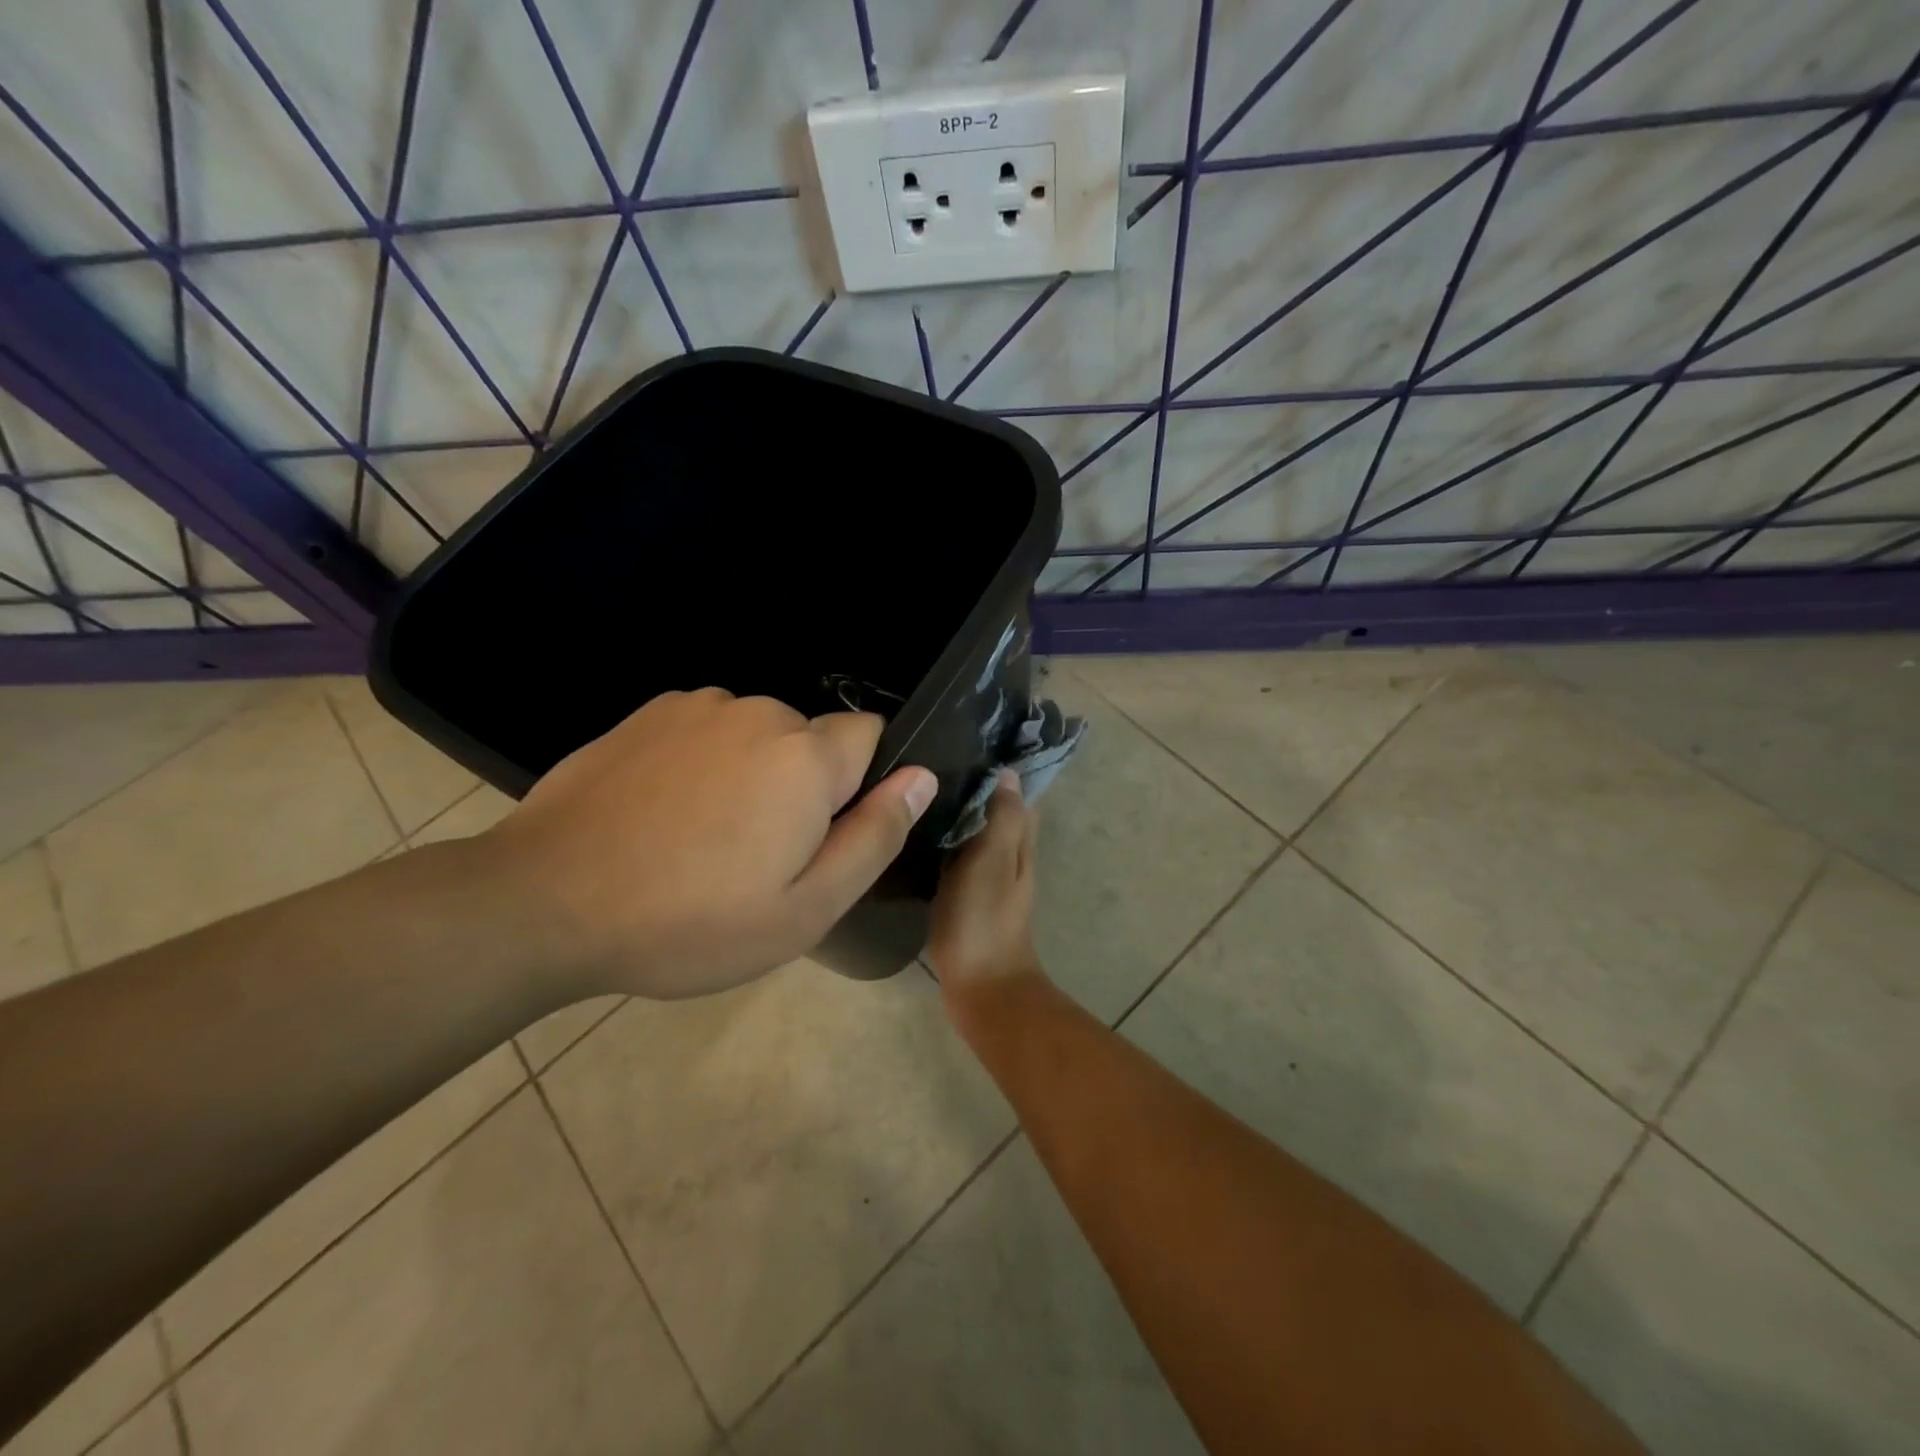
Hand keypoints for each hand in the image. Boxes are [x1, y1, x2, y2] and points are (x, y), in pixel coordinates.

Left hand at [483, 688, 936, 999]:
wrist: (544, 902)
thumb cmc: (690, 921)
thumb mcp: (806, 908)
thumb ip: (875, 836)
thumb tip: (923, 777)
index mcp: (806, 757)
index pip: (872, 735)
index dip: (860, 784)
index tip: (823, 833)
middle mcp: (758, 713)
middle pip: (811, 739)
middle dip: (803, 784)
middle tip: (759, 854)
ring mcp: (696, 707)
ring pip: (758, 735)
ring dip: (751, 773)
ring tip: (704, 838)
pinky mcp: (647, 714)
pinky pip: (707, 731)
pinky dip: (704, 762)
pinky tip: (663, 814)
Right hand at [926, 770, 1047, 1026]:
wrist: (982, 988)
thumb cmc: (984, 920)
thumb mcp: (991, 861)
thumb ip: (1002, 818)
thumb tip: (1008, 772)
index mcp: (1019, 841)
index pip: (1015, 791)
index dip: (998, 766)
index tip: (967, 739)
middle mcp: (1008, 854)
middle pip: (995, 809)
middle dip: (973, 784)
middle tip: (930, 760)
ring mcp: (988, 877)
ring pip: (975, 832)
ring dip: (956, 811)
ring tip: (917, 788)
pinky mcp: (967, 896)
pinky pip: (958, 856)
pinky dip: (944, 840)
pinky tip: (915, 833)